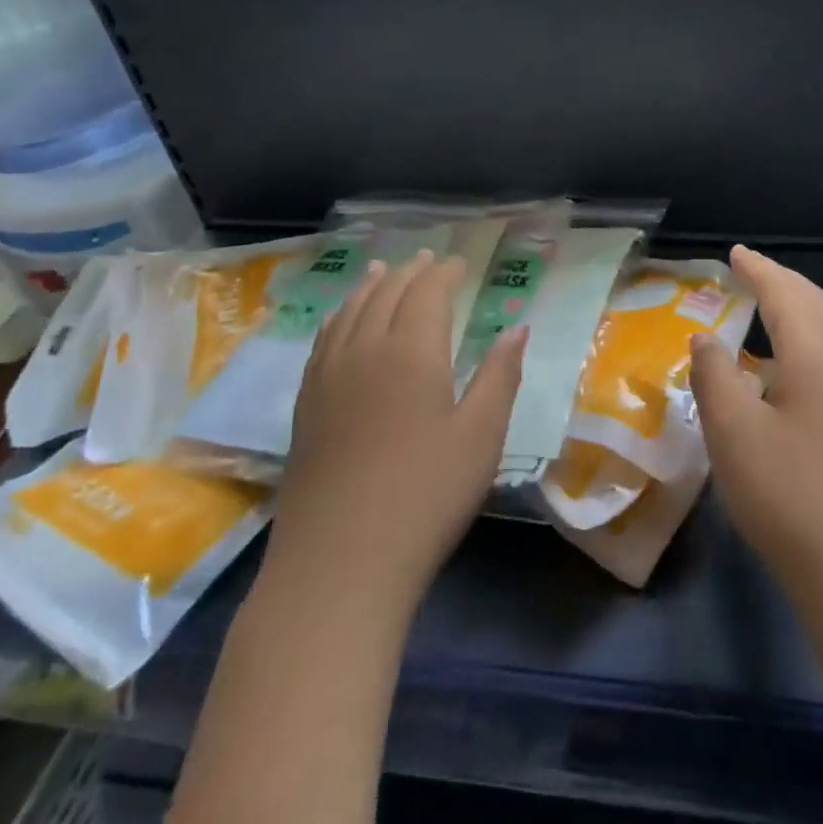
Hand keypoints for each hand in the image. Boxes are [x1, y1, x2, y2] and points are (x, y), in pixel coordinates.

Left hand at [269, 251, 524, 615]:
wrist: (339, 564)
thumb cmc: (426, 496)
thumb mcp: (481, 436)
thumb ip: (500, 375)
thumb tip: (517, 327)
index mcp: (412, 352)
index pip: (428, 293)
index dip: (444, 273)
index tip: (459, 264)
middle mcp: (365, 350)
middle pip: (386, 294)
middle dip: (410, 272)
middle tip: (427, 259)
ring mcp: (328, 377)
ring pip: (349, 312)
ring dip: (370, 286)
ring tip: (382, 271)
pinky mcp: (305, 406)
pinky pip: (322, 341)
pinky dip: (339, 317)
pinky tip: (341, 322)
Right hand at [690, 245, 822, 603]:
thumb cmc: (793, 496)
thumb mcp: (734, 434)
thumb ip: (714, 377)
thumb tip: (706, 341)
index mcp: (820, 354)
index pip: (785, 294)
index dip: (758, 270)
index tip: (736, 254)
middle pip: (818, 306)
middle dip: (784, 284)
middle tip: (753, 273)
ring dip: (802, 315)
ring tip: (770, 316)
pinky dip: (813, 348)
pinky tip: (795, 378)